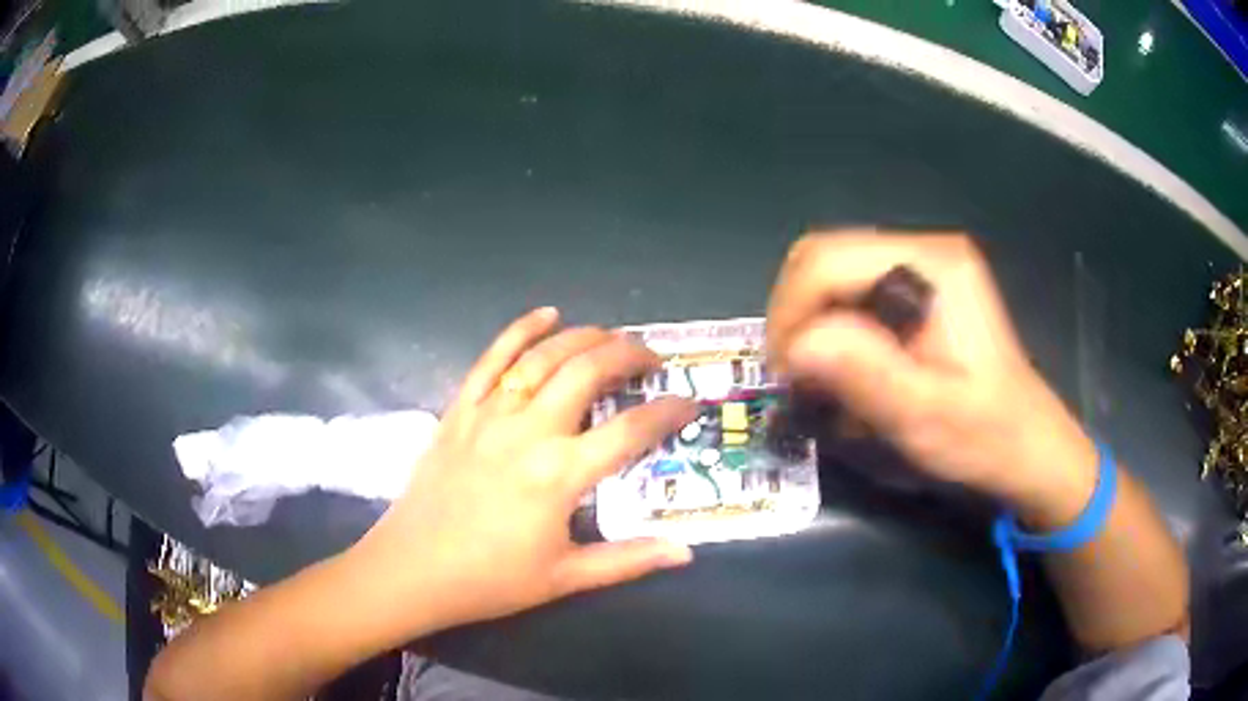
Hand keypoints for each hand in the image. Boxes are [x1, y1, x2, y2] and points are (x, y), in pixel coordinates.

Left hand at [350, 308, 695, 635]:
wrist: (412, 569)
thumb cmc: (490, 579)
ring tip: (611, 336)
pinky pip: (492, 357)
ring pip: (544, 356)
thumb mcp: (565, 578)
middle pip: (588, 372)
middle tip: (651, 358)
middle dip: (628, 354)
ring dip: (584, 337)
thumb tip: (686, 553)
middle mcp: (529, 431)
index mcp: (560, 474)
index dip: (668, 412)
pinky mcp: (460, 410)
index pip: (631, 431)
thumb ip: (628, 560)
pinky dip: (521, 330)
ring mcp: (490, 414)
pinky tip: (546, 314)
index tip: (689, 403)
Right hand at [767, 230, 1096, 526]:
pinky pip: (850, 295)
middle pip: (822, 257)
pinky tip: (843, 369)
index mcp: (933, 265)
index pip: (827, 260)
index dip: (791, 313)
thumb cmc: (984, 436)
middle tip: (793, 376)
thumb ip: (865, 374)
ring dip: (810, 325)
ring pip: (830, 275)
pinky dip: (831, 330)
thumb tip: (795, 346)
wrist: (1026, 447)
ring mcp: (921, 266)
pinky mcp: (917, 288)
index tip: (785, 375)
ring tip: (816, 378)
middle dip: (794, 316)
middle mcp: (924, 249)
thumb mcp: (925, 416)